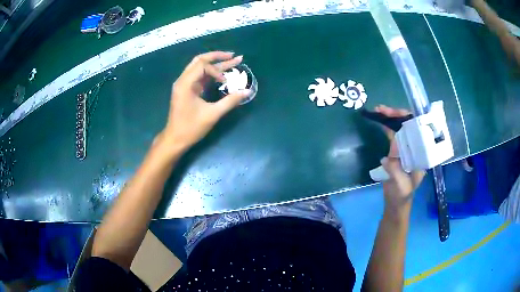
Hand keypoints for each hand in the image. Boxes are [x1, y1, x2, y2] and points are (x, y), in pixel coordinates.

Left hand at [159, 51, 251, 153]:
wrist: (175, 139)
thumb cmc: (191, 128)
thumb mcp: (212, 114)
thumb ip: (230, 101)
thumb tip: (247, 92)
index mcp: (185, 84)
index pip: (202, 65)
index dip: (216, 69)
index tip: (225, 81)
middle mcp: (182, 80)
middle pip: (199, 60)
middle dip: (217, 57)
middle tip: (233, 56)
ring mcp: (183, 85)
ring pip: (199, 67)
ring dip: (214, 64)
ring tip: (231, 60)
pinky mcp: (185, 90)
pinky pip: (198, 76)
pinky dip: (209, 73)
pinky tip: (221, 74)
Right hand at [375, 105, 424, 211]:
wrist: (396, 202)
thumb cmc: (402, 196)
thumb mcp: (401, 187)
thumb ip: (396, 173)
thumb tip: (387, 158)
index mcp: (421, 154)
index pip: (419, 131)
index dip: (410, 120)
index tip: (399, 114)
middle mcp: (416, 148)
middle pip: (410, 125)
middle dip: (397, 115)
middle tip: (382, 109)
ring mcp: (406, 148)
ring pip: (401, 128)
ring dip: (390, 117)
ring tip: (378, 110)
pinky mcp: (397, 151)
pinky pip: (393, 135)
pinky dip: (387, 126)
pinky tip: (380, 120)